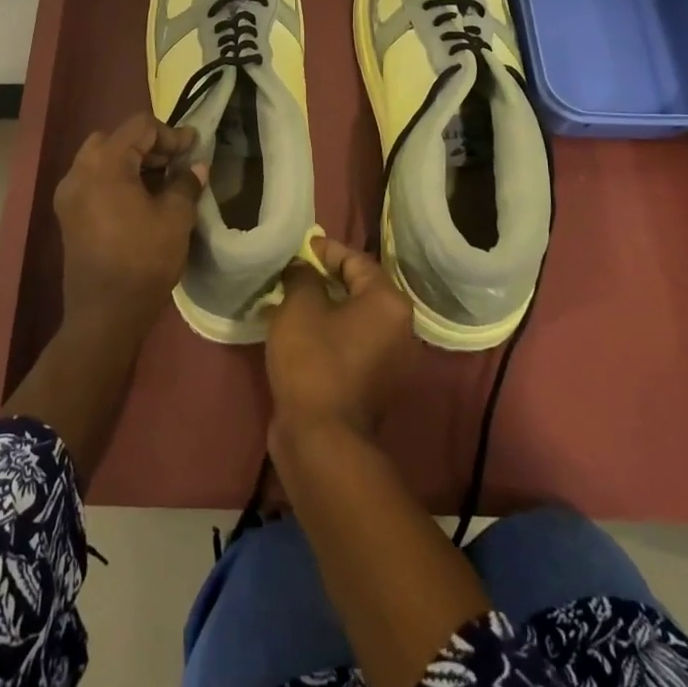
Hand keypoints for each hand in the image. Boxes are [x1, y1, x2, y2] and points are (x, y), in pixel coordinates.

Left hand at [53, 113, 205, 336]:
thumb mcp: (176, 218)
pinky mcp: (68, 215)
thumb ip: (186, 184)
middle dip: (149, 145)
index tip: (195, 148)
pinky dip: (117, 179)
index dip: (171, 134)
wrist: (105, 313)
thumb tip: (196, 167)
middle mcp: (79, 171)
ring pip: (102, 159)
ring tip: (162, 181)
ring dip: (132, 162)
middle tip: (176, 162)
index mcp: (105, 164)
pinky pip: (93, 181)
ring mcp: (69, 194)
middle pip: (116, 138)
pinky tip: (140, 199)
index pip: (140, 127)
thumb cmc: (143, 260)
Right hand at [266, 236, 418, 438]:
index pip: (357, 260)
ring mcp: (390, 360)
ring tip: (288, 299)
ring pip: (353, 318)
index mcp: (389, 303)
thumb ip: (302, 276)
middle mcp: (400, 328)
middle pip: (359, 289)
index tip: (299, 247)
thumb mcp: (300, 307)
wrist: (322, 439)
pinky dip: (327, 332)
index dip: (326, 249)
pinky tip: (296, 331)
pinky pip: (350, 343)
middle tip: (291, 271)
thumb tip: (303, 267)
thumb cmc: (313, 361)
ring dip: (322, 306)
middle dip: (323, 277)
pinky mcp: (374, 383)